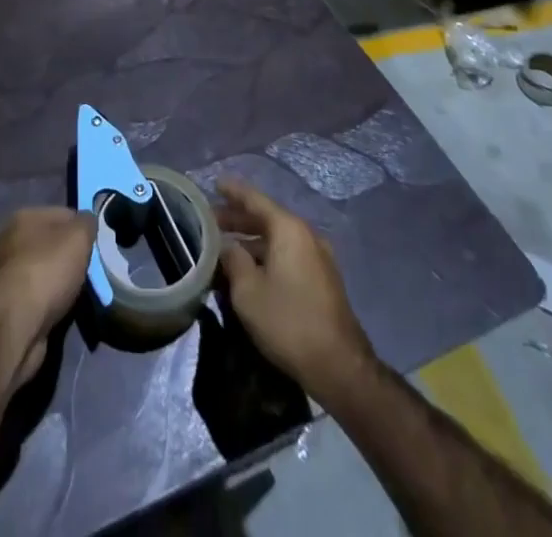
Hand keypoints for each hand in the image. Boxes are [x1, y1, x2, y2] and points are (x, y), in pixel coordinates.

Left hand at [0, 208, 94, 391]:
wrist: (13, 326)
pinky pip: (34, 297)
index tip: (96, 247)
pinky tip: (59, 312)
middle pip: (50, 244)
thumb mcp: (78, 237)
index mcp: (24, 216)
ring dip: (57, 282)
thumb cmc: (47, 271)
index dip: (82, 229)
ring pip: (42, 272)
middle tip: (89, 273)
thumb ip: (86, 223)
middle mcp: (8, 240)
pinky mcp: (3, 305)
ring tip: (76, 296)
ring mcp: (3, 274)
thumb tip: (87, 220)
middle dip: (69, 257)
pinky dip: (46, 304)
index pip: (63, 214)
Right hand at [216, 180, 374, 401]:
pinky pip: (288, 256)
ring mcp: (318, 258)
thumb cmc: (288, 321)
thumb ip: (232, 259)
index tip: (215, 184)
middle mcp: (306, 235)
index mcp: (289, 229)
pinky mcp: (322, 281)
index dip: (233, 191)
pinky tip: (250, 270)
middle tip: (211, 221)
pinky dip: (267, 255)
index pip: (255, 199)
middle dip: (238, 219)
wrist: (340, 367)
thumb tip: (227, 246)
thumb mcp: (248, 291)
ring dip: (251, 241)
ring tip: (225, 248)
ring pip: (277, 239)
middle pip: (267, 218)